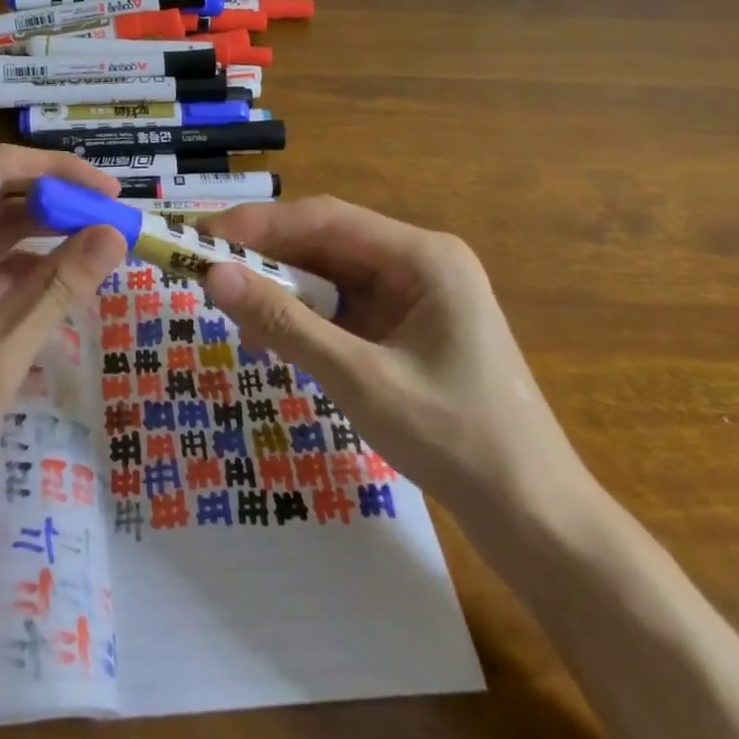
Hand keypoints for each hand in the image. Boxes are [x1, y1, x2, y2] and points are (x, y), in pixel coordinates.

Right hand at [203, 197, 588, 525]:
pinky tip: (275, 338)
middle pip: (327, 242)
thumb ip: (285, 324)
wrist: (536, 520)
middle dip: (266, 256)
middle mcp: (419, 262)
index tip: (202, 237)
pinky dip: (306, 317)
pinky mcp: (408, 326)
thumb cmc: (456, 441)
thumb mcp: (360, 380)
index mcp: (422, 256)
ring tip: (233, 311)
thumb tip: (213, 275)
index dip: (259, 224)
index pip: (325, 219)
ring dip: (283, 289)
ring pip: (331, 274)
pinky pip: (344, 305)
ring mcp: (416, 294)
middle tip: (206, 270)